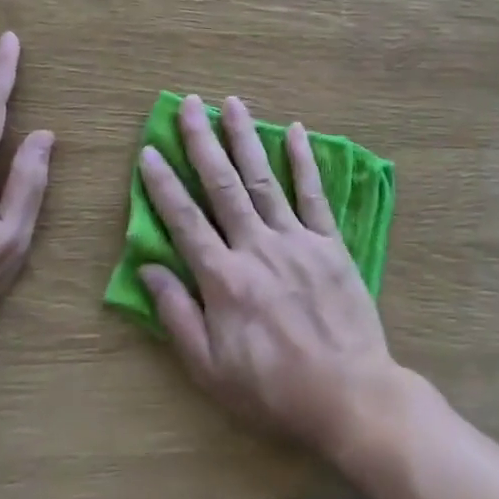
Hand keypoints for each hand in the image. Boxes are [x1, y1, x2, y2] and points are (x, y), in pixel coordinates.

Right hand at [137, 94, 399, 463]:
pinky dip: (304, 161)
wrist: (349, 396)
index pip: (184, 219)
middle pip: (223, 185)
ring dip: (246, 138)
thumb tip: (148, 267)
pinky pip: (314, 195)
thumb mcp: (210, 369)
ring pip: (264, 178)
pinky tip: (295, 131)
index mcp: (223, 278)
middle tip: (190, 104)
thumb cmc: (272, 390)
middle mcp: (256, 247)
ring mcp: (296, 240)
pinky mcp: (330, 244)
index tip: (149, 150)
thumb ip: (177, 315)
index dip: (163, 184)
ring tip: (232, 102)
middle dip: (202, 141)